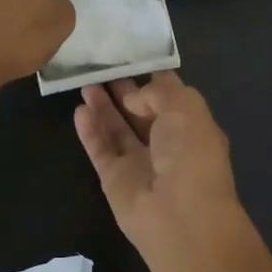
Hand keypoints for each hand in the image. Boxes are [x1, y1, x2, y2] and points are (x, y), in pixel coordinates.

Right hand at [74, 73, 244, 253]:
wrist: (180, 216)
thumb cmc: (191, 154)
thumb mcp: (184, 107)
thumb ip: (156, 92)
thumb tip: (131, 97)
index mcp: (191, 126)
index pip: (169, 96)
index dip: (150, 77)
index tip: (129, 56)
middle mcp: (167, 143)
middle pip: (140, 111)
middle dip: (123, 90)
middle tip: (101, 68)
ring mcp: (139, 162)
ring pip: (117, 129)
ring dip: (103, 107)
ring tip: (85, 83)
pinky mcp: (115, 179)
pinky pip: (100, 149)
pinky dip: (90, 130)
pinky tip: (79, 110)